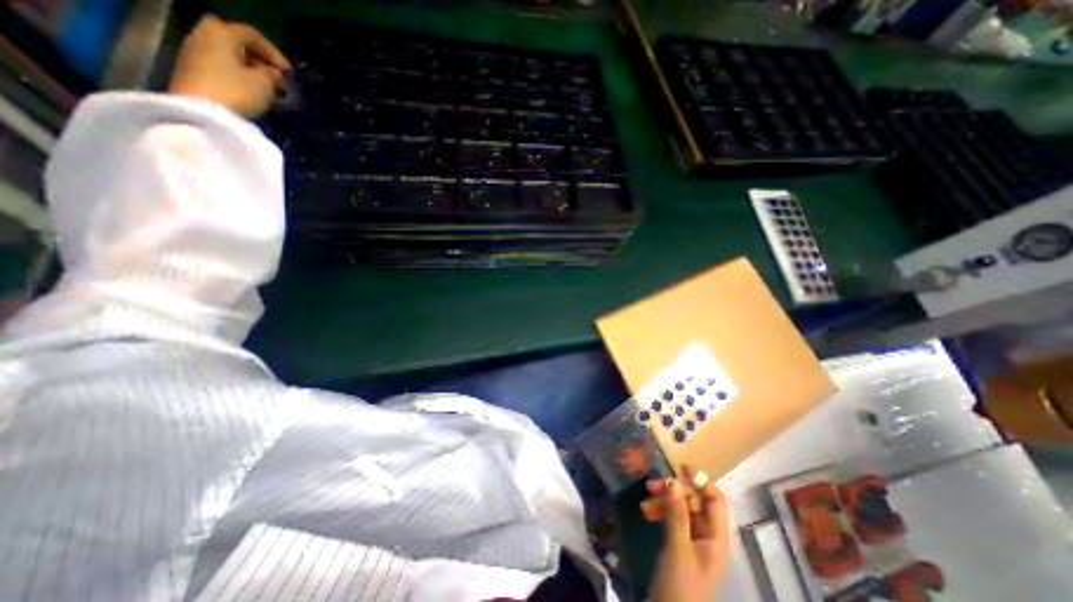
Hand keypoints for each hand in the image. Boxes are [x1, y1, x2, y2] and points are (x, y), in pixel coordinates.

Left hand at [164, 14, 288, 117]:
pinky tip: (251, 91)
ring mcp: (195, 52)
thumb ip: (272, 75)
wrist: (201, 111)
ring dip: (249, 69)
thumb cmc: (237, 91)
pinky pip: (221, 66)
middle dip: (258, 58)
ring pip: (229, 55)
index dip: (274, 53)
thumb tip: (273, 73)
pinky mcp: (193, 70)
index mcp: (221, 33)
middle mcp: (204, 35)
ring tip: (267, 88)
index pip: (252, 35)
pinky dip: (238, 75)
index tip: (290, 73)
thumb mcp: (264, 83)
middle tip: (275, 76)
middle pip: (236, 41)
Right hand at [645, 467, 729, 601]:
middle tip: (652, 485)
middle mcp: (708, 534)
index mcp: (717, 536)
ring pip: (681, 508)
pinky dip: (660, 511)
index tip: (679, 467)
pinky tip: (646, 511)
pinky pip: (672, 518)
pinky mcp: (680, 543)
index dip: (700, 480)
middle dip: (674, 491)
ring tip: (645, 501)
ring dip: (663, 501)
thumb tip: (674, 480)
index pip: (715, 499)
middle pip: (695, 500)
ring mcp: (693, 539)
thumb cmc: (681, 585)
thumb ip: (677, 513)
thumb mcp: (678, 547)